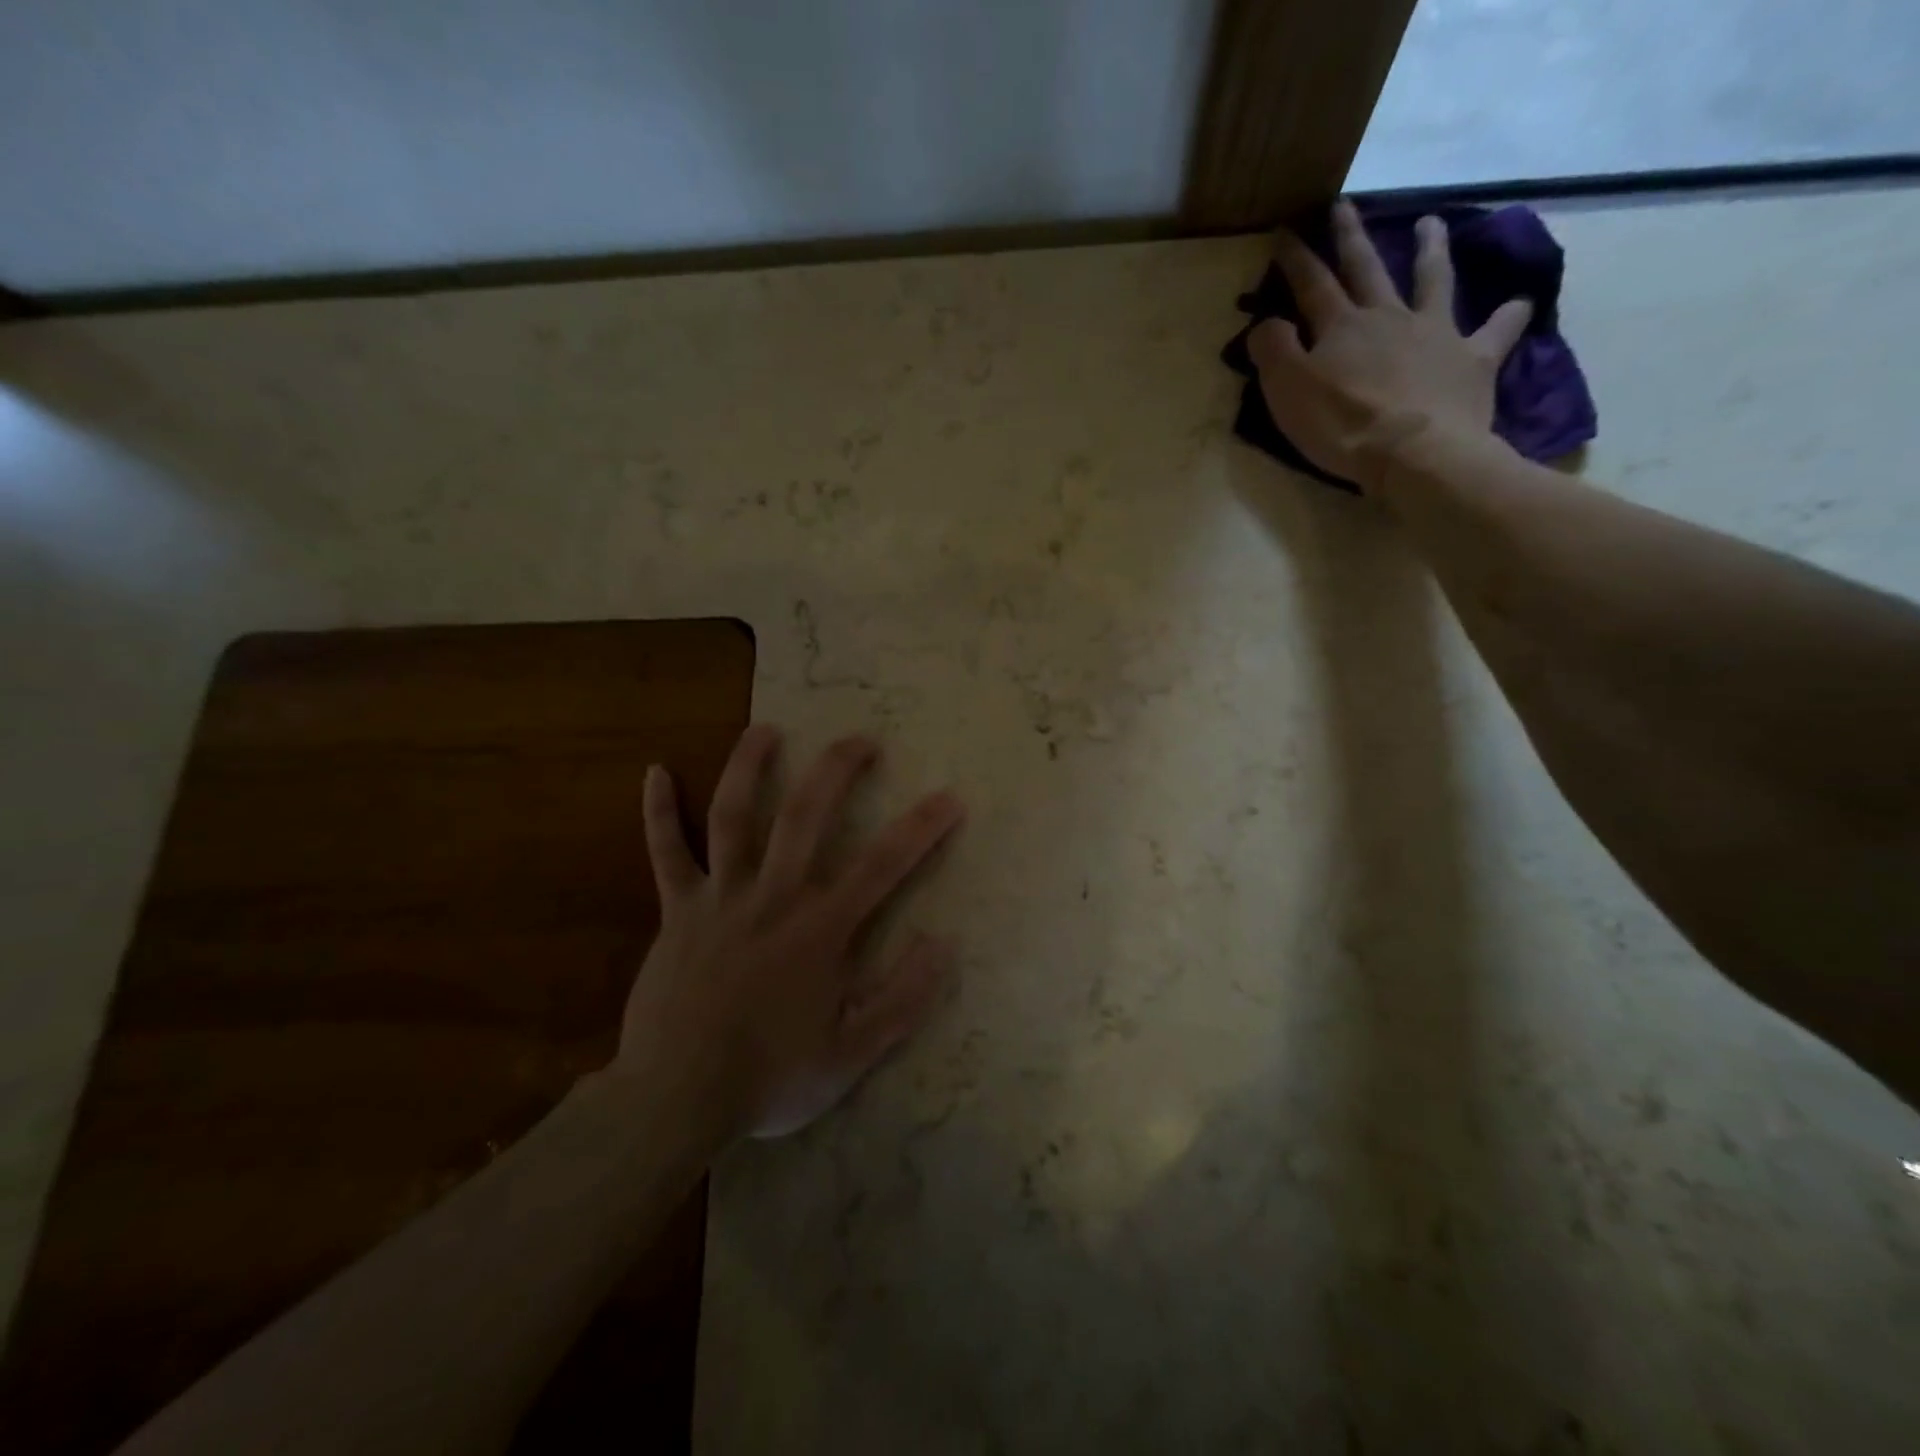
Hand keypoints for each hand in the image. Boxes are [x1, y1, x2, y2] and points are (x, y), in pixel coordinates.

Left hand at [616, 725, 965, 1141]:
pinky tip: (655, 773)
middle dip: (837, 771)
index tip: (949, 798)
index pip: (883, 866)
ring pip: (733, 817)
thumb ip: (902, 998)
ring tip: (766, 729)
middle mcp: (773, 897)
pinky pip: (667, 853)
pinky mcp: (678, 911)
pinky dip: (659, 813)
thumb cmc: (770, 1078)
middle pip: (805, 817)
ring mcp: (721, 898)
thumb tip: (942, 942)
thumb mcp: (852, 1054)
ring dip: (749, 768)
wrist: (676, 1099)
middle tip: (861, 740)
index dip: (921, 828)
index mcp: (820, 929)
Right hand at [1248, 199, 1533, 492]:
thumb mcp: (1288, 391)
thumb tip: (1265, 322)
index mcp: (1341, 327)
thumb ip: (1273, 351)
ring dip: (1430, 250)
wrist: (1413, 452)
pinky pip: (1496, 332)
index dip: (1295, 259)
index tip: (1285, 231)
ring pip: (1432, 280)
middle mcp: (1388, 317)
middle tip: (1346, 206)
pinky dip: (1507, 316)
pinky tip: (1519, 303)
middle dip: (1351, 237)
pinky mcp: (1471, 360)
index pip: (1311, 284)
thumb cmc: (1342, 425)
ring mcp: (1435, 333)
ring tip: (1432, 223)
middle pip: (1367, 268)